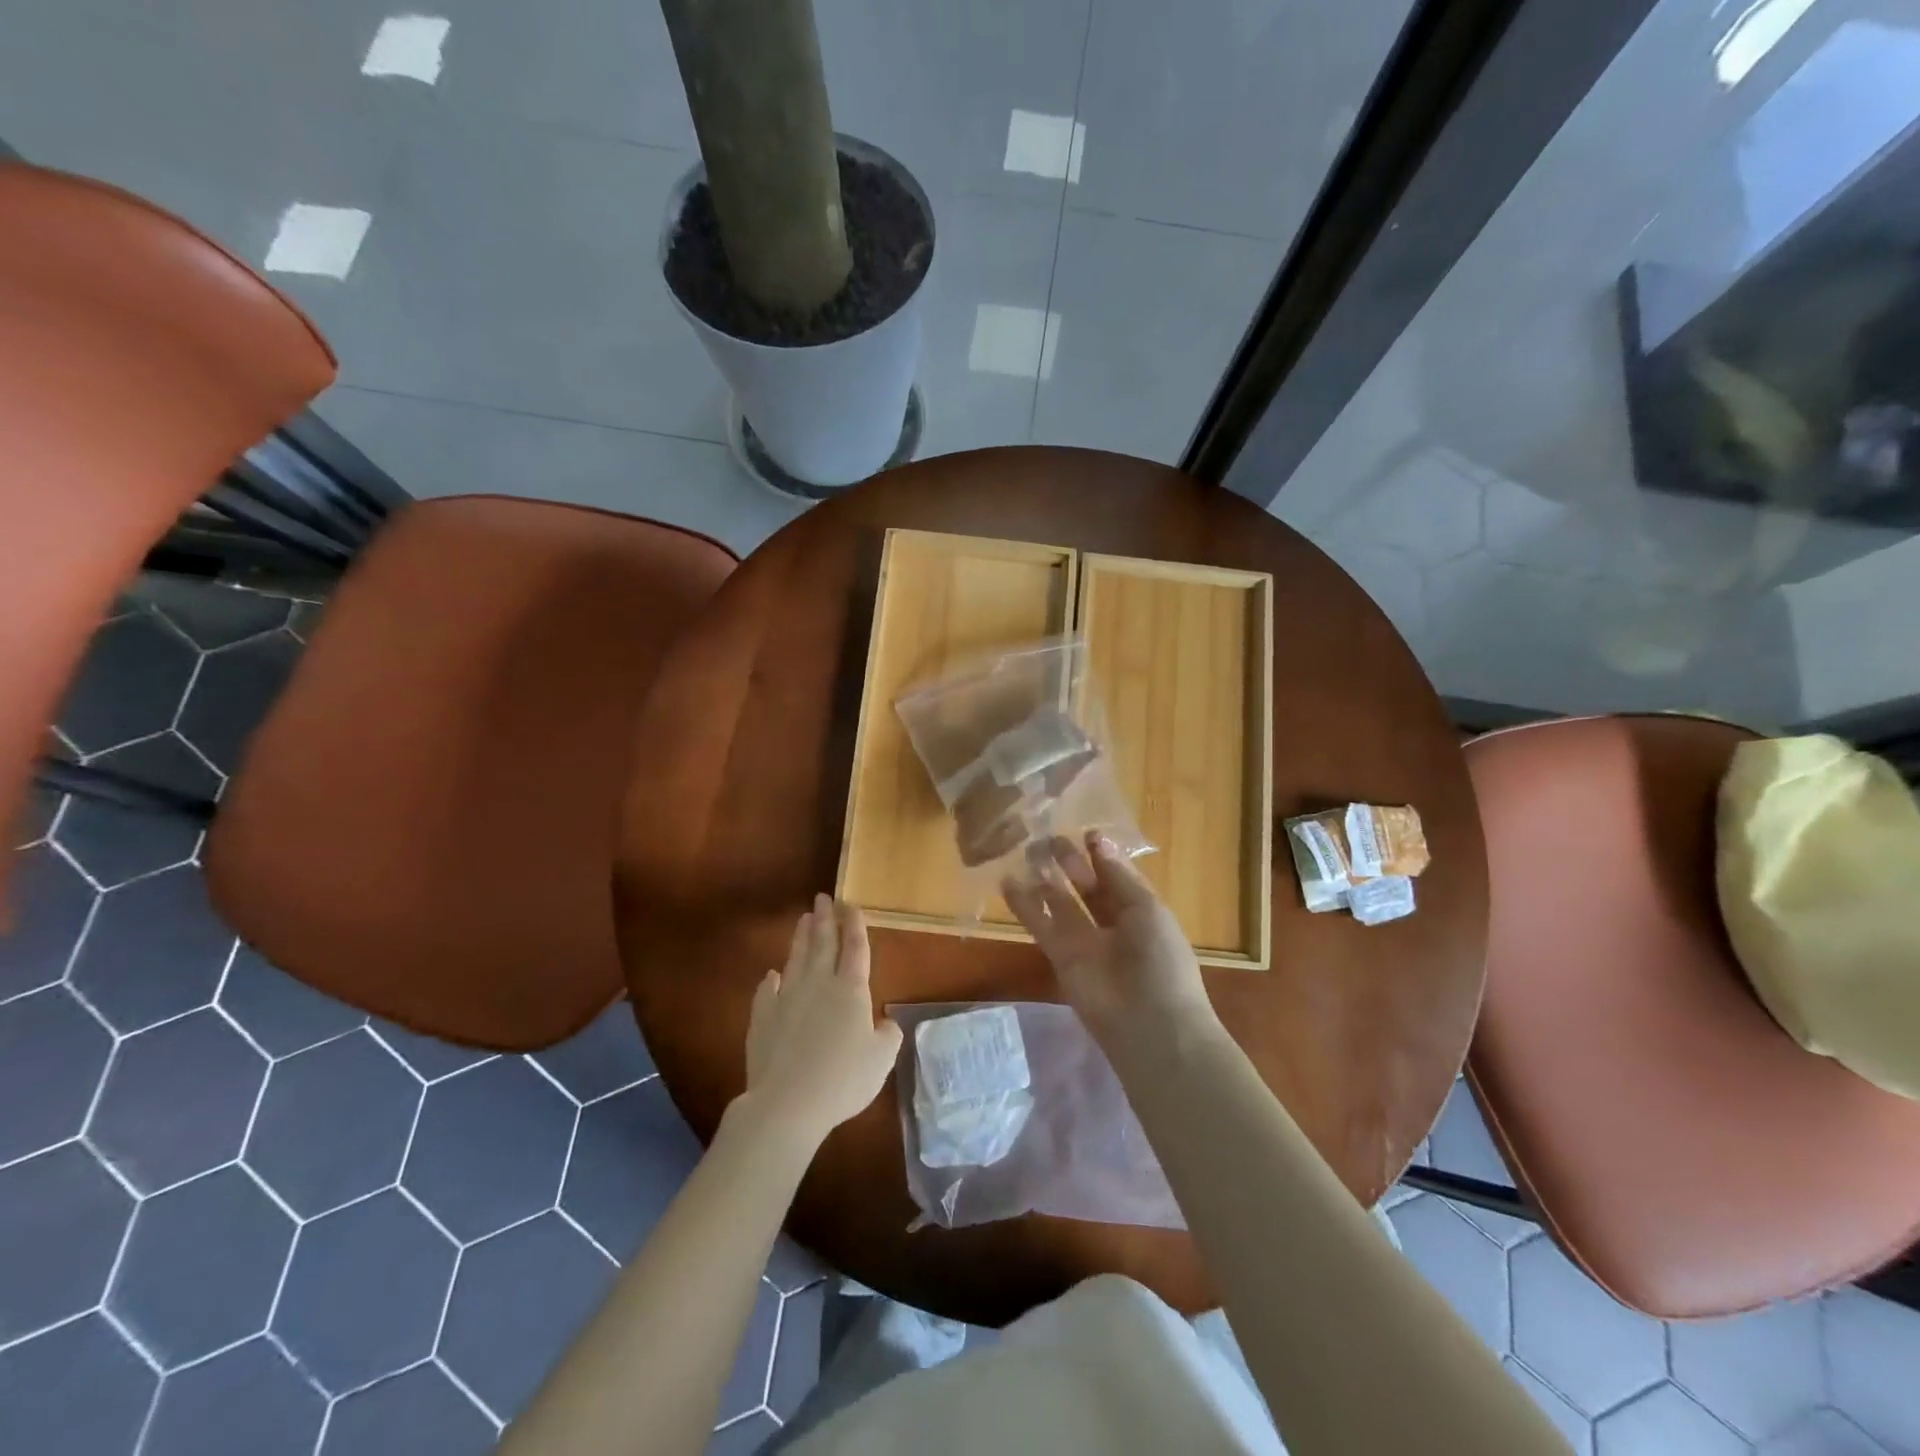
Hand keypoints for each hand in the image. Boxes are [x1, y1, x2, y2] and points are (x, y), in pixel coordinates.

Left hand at [741, 895, 903, 1145]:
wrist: (787, 1103)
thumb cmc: (842, 1079)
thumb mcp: (881, 1060)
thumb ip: (888, 1036)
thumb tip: (886, 1022)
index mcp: (851, 990)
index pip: (855, 948)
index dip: (855, 926)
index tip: (851, 906)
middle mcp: (819, 985)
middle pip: (822, 944)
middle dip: (825, 919)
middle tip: (823, 898)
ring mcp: (787, 998)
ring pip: (796, 959)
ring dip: (801, 938)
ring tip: (804, 919)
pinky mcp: (763, 1017)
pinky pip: (767, 991)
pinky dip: (771, 980)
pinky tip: (772, 974)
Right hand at [1003, 833, 1216, 1047]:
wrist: (1150, 1024)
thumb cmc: (1161, 960)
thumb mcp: (1147, 909)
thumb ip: (1118, 875)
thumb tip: (1096, 838)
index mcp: (1141, 912)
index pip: (1117, 877)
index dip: (1101, 856)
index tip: (1085, 833)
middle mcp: (1112, 925)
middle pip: (1087, 888)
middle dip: (1070, 863)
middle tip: (1048, 838)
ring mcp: (1085, 942)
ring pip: (1060, 904)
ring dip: (1045, 879)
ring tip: (1025, 851)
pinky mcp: (1060, 957)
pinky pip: (1041, 926)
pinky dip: (1024, 906)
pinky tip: (1007, 882)